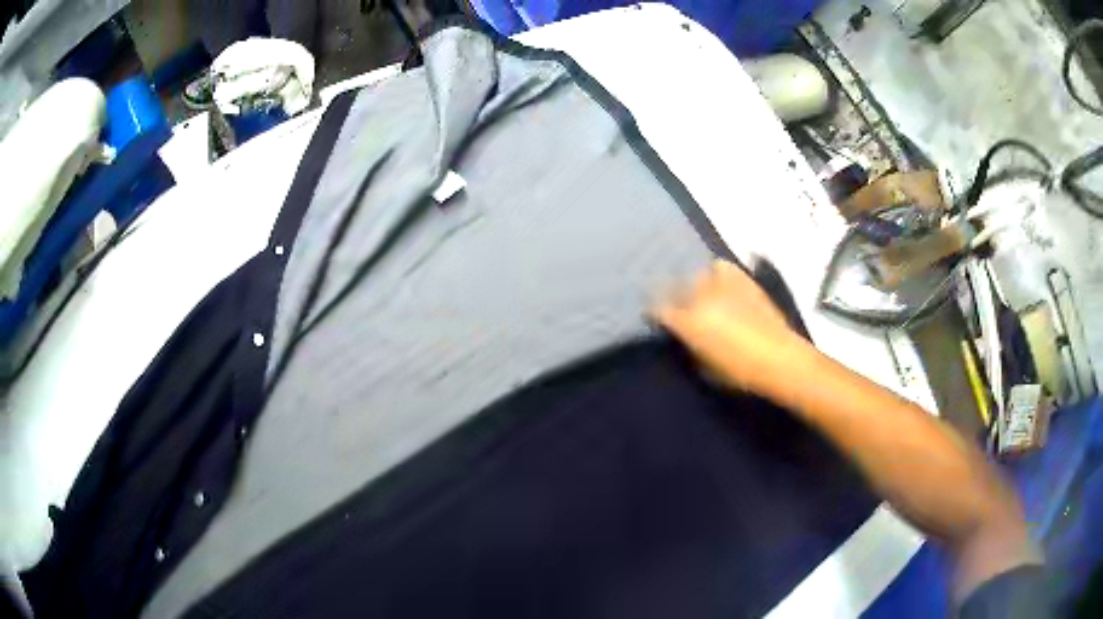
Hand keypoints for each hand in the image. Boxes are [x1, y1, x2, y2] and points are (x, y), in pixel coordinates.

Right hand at [652, 259, 809, 394]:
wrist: (779, 358)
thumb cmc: (740, 373)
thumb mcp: (705, 368)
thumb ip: (689, 346)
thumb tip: (683, 336)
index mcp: (687, 323)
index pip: (658, 309)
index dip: (654, 312)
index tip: (657, 317)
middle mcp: (699, 298)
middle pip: (675, 289)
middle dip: (674, 297)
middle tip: (679, 307)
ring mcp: (721, 285)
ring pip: (696, 276)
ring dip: (695, 286)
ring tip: (701, 294)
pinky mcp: (741, 278)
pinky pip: (720, 267)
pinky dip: (716, 273)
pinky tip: (720, 283)